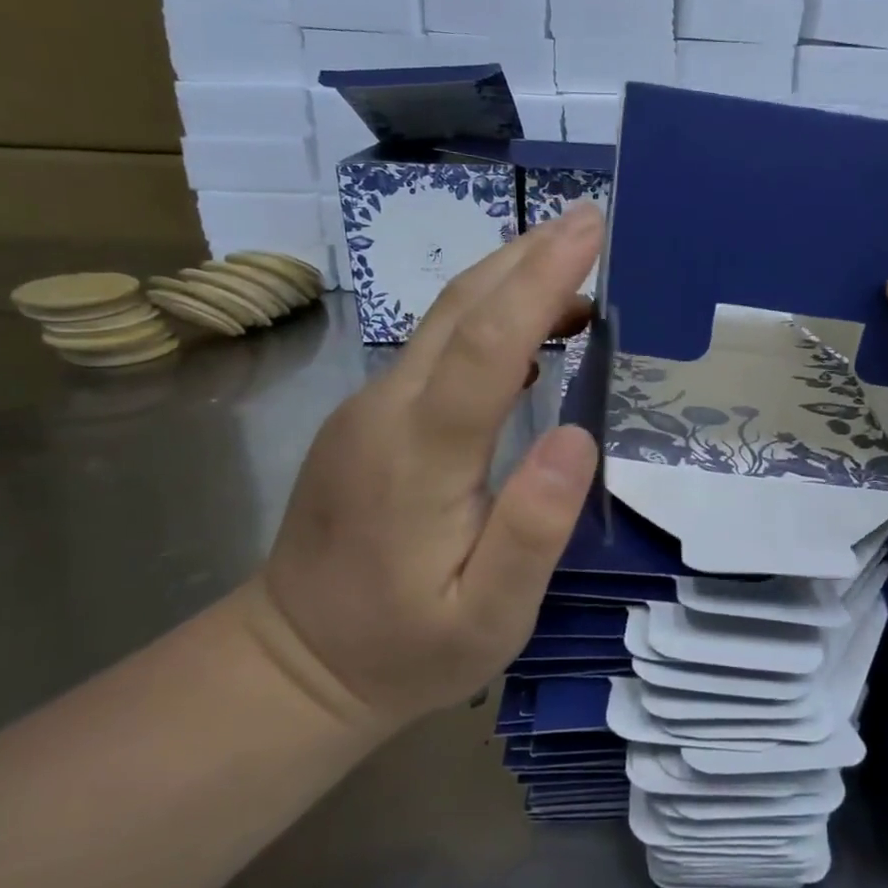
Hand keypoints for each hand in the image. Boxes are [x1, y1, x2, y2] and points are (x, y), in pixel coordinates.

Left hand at [254, 207, 602, 730]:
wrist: (294, 663)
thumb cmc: (404, 648)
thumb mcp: (487, 618)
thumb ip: (532, 531)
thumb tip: (577, 437)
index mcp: (419, 456)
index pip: (486, 343)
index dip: (539, 279)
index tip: (590, 230)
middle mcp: (386, 411)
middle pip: (458, 308)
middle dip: (528, 255)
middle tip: (593, 224)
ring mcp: (368, 408)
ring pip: (442, 320)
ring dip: (510, 279)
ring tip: (577, 265)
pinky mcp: (367, 417)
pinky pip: (433, 347)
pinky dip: (488, 318)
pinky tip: (530, 330)